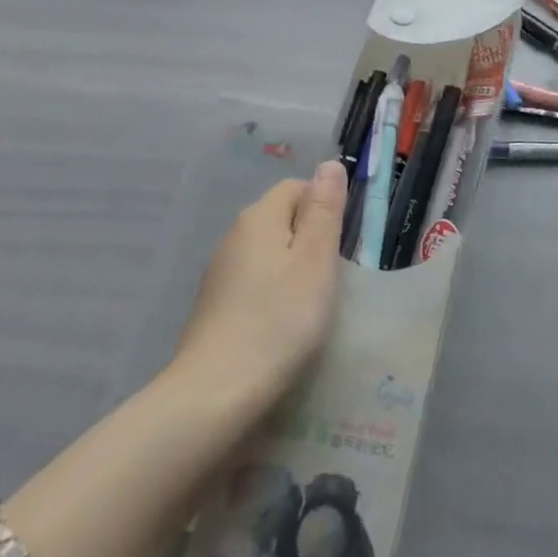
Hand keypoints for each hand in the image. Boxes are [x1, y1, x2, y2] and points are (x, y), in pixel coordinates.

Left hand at [173, 161, 346, 405]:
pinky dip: (272, 295)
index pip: (296, 188)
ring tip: (312, 305)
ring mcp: (220, 272)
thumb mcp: (315, 260)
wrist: (215, 392)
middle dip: (309, 239)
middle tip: (333, 277)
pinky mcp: (214, 306)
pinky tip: (283, 326)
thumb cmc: (279, 320)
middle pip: (281, 219)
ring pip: (267, 253)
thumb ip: (324, 210)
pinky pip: (253, 283)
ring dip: (292, 269)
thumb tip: (329, 163)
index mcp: (259, 217)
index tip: (343, 245)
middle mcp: (235, 236)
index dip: (324, 207)